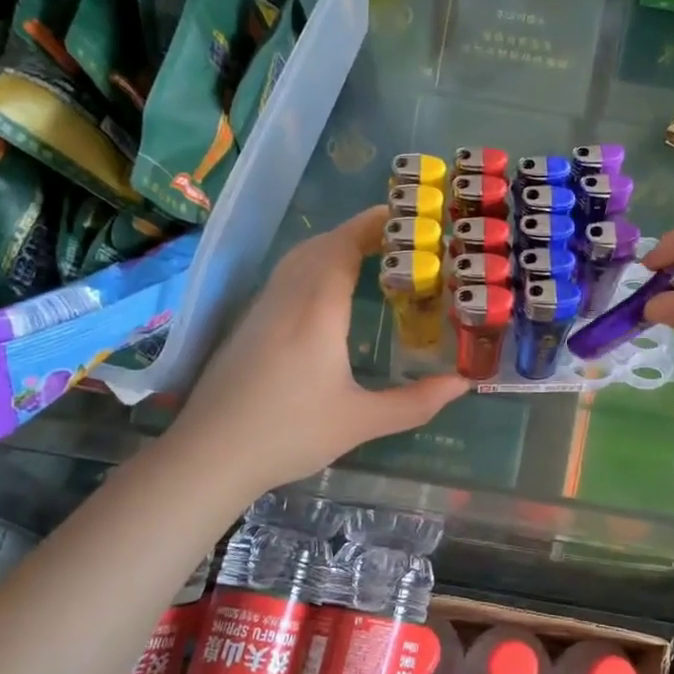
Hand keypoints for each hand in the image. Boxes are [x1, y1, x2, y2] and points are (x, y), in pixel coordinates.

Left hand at [167, 207, 467, 497]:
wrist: (210, 456)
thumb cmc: (289, 433)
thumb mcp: (360, 422)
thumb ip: (415, 403)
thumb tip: (463, 384)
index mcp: (317, 310)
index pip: (343, 247)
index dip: (372, 226)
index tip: (404, 218)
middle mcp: (287, 299)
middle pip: (320, 245)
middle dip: (357, 232)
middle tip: (396, 238)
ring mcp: (261, 309)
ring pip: (297, 258)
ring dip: (332, 246)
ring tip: (367, 256)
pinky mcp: (246, 325)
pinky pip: (284, 276)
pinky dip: (312, 264)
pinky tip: (325, 291)